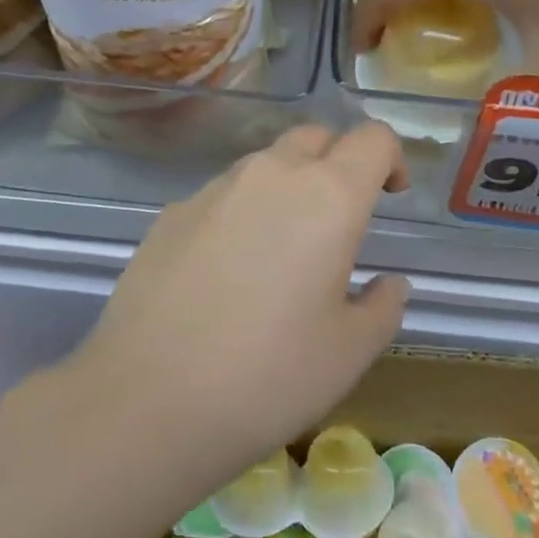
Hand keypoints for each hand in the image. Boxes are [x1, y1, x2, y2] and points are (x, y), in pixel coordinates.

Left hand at [71, 122, 410, 482]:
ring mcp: (214, 189)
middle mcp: (271, 174)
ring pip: (265, 163)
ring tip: (282, 251)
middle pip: (316, 137)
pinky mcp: (172, 213)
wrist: (147, 400)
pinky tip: (226, 274)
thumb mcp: (350, 353)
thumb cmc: (269, 376)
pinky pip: (222, 196)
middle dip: (338, 163)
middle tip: (340, 221)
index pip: (372, 138)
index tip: (391, 196)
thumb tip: (387, 283)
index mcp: (328, 196)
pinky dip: (241, 214)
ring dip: (287, 187)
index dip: (391, 158)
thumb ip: (383, 306)